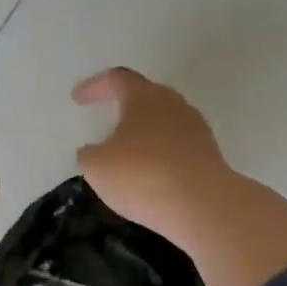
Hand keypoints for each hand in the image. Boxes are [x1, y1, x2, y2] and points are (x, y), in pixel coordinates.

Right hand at [72, 67, 231, 246]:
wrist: (203, 206)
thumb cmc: (142, 175)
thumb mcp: (97, 166)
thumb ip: (89, 154)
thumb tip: (93, 151)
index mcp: (145, 98)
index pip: (117, 79)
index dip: (95, 86)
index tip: (77, 98)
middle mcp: (174, 105)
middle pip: (147, 96)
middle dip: (125, 105)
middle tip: (106, 117)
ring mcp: (196, 130)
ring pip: (164, 122)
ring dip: (144, 132)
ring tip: (126, 151)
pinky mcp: (209, 156)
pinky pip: (177, 148)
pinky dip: (160, 155)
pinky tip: (149, 174)